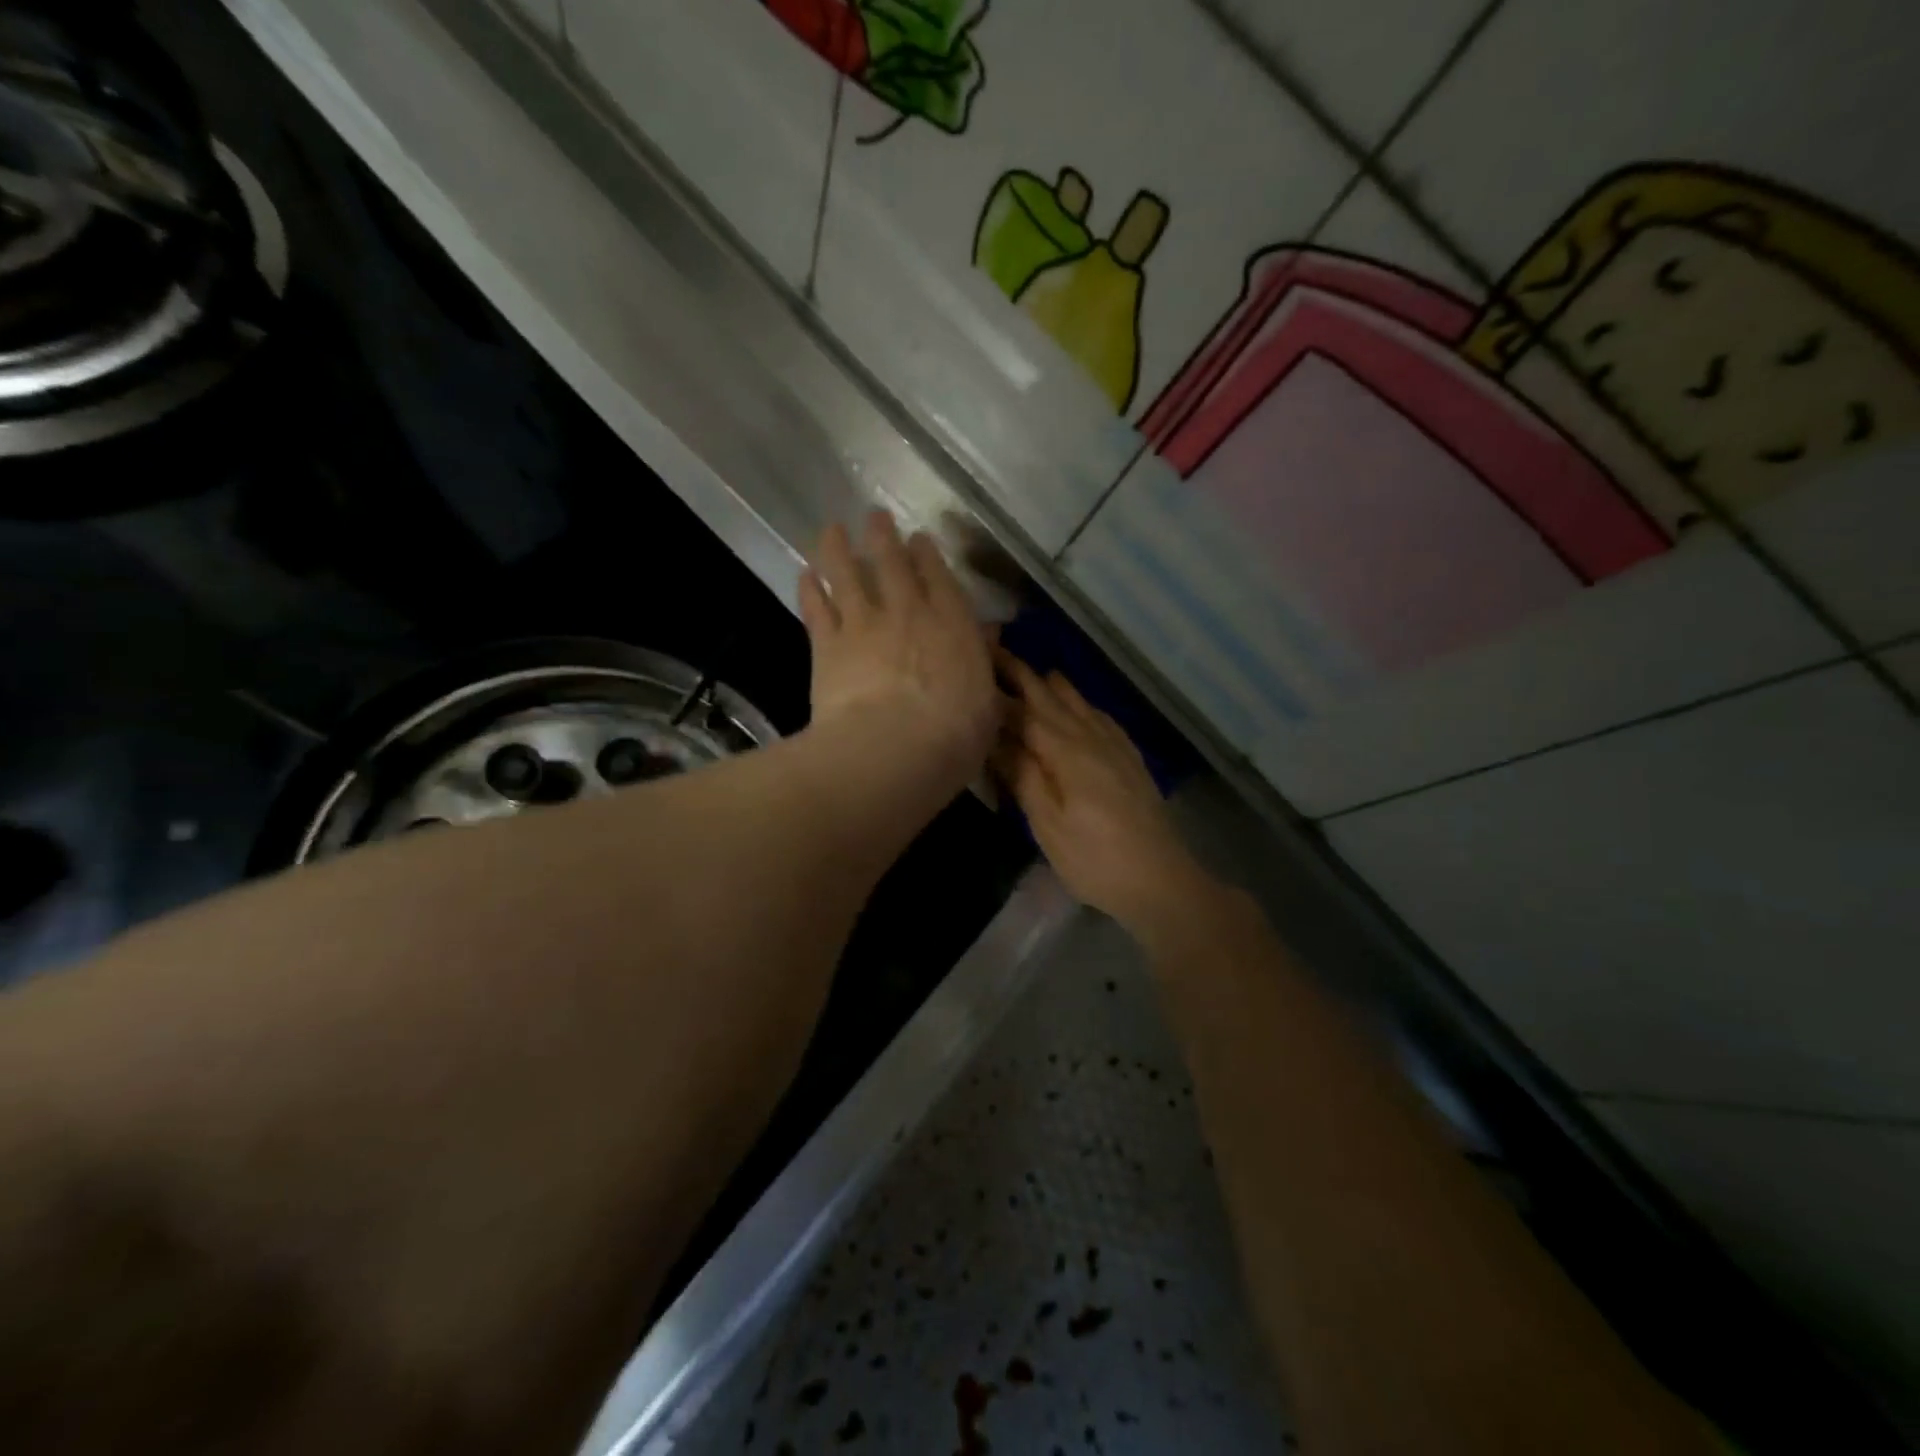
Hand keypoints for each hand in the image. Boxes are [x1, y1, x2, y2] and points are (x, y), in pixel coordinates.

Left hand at [799, 512, 1002, 792]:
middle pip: (891, 564)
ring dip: (839, 549)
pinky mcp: (828, 646)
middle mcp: (907, 612)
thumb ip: (981, 662)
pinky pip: (816, 609)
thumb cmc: (955, 734)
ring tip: (832, 529)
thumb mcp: (987, 702)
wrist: (894, 748)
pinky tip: (804, 573)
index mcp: (951, 624)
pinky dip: (810, 589)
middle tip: (874, 517)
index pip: (939, 577)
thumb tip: (987, 634)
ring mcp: (864, 625)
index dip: (927, 554)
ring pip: (847, 575)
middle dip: (883, 536)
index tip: (918, 539)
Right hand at [994, 655, 1212, 930]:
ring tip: (1031, 673)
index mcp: (1067, 751)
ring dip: (1052, 685)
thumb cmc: (1094, 859)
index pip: (1024, 710)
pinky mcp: (1130, 759)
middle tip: (996, 652)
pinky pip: (1101, 717)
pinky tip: (1079, 708)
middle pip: (1052, 697)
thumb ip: (1022, 776)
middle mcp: (1092, 737)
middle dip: (1023, 674)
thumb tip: (993, 736)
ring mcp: (1115, 746)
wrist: (1161, 880)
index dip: (999, 688)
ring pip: (1079, 702)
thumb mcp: (1048, 824)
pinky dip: (1081, 704)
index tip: (975, 664)